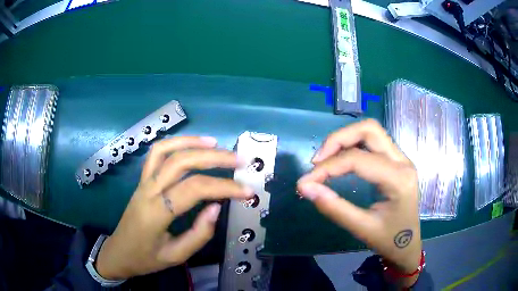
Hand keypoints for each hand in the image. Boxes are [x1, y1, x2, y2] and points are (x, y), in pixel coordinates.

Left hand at [95, 136, 252, 279]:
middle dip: (214, 158)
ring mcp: (142, 182)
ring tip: (216, 144)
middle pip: (181, 162)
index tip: (247, 191)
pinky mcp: (141, 180)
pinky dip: (175, 143)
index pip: (193, 189)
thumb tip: (217, 207)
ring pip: (165, 150)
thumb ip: (199, 234)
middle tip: (239, 160)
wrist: (119, 253)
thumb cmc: (146, 258)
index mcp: (156, 213)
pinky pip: (156, 154)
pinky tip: (191, 145)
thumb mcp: (176, 256)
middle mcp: (148, 191)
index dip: (223, 187)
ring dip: (192, 143)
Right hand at [297, 119, 421, 286]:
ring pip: (371, 131)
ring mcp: (402, 158)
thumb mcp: (361, 228)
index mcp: (398, 179)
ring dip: (345, 139)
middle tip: (317, 161)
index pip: (358, 160)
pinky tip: (341, 159)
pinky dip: (353, 144)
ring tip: (325, 159)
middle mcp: (403, 161)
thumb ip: (333, 207)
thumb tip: (305, 187)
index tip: (306, 181)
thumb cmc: (388, 240)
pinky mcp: (397, 161)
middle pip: (369, 130)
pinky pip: (373, 142)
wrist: (407, 245)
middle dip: (338, 139)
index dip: (328, 167)